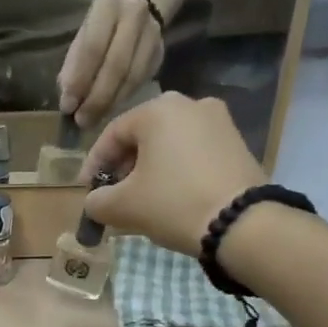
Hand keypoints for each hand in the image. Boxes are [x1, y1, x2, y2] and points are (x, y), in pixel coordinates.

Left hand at [57, 0, 163, 129]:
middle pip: (116, 66)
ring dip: (110, 104)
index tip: (68, 106)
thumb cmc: (101, 28)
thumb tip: (69, 101)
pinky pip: (140, 82)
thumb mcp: (82, 37)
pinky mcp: (160, 53)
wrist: (137, 6)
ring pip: (131, 77)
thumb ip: (73, 66)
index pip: (92, 48)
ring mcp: (152, 34)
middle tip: (81, 121)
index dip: (79, 80)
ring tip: (93, 120)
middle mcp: (134, 17)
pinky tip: (109, 111)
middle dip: (96, 99)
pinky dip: (123, 100)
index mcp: (107, 8)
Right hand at [79, 93, 266, 256]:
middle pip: (143, 136)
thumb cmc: (173, 204)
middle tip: (114, 194)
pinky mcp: (237, 143)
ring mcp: (218, 121)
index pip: (113, 134)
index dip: (94, 164)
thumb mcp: (123, 207)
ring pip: (169, 144)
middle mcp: (190, 104)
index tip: (86, 190)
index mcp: (157, 110)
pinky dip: (176, 171)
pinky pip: (193, 153)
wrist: (241, 222)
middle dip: (124, 166)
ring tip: (141, 199)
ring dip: (150, 169)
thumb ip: (98, 201)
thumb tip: (95, 201)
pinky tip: (171, 197)